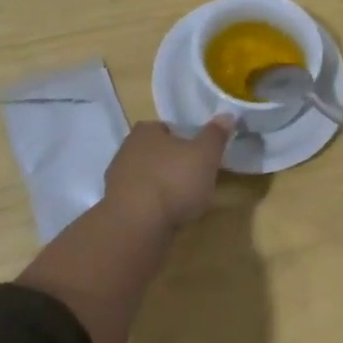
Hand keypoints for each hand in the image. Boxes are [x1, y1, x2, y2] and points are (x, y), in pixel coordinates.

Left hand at [105, 117, 234, 232]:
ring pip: (148, 178)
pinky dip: (153, 208)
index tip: (200, 155)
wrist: (136, 227)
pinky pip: (140, 202)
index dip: (185, 140)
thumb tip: (227, 115)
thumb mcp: (205, 155)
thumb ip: (215, 135)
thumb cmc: (173, 181)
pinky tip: (167, 218)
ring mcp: (117, 180)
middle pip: (157, 153)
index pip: (167, 128)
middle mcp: (126, 150)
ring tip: (185, 203)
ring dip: (163, 188)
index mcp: (146, 131)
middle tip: (196, 179)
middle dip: (174, 164)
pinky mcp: (116, 208)